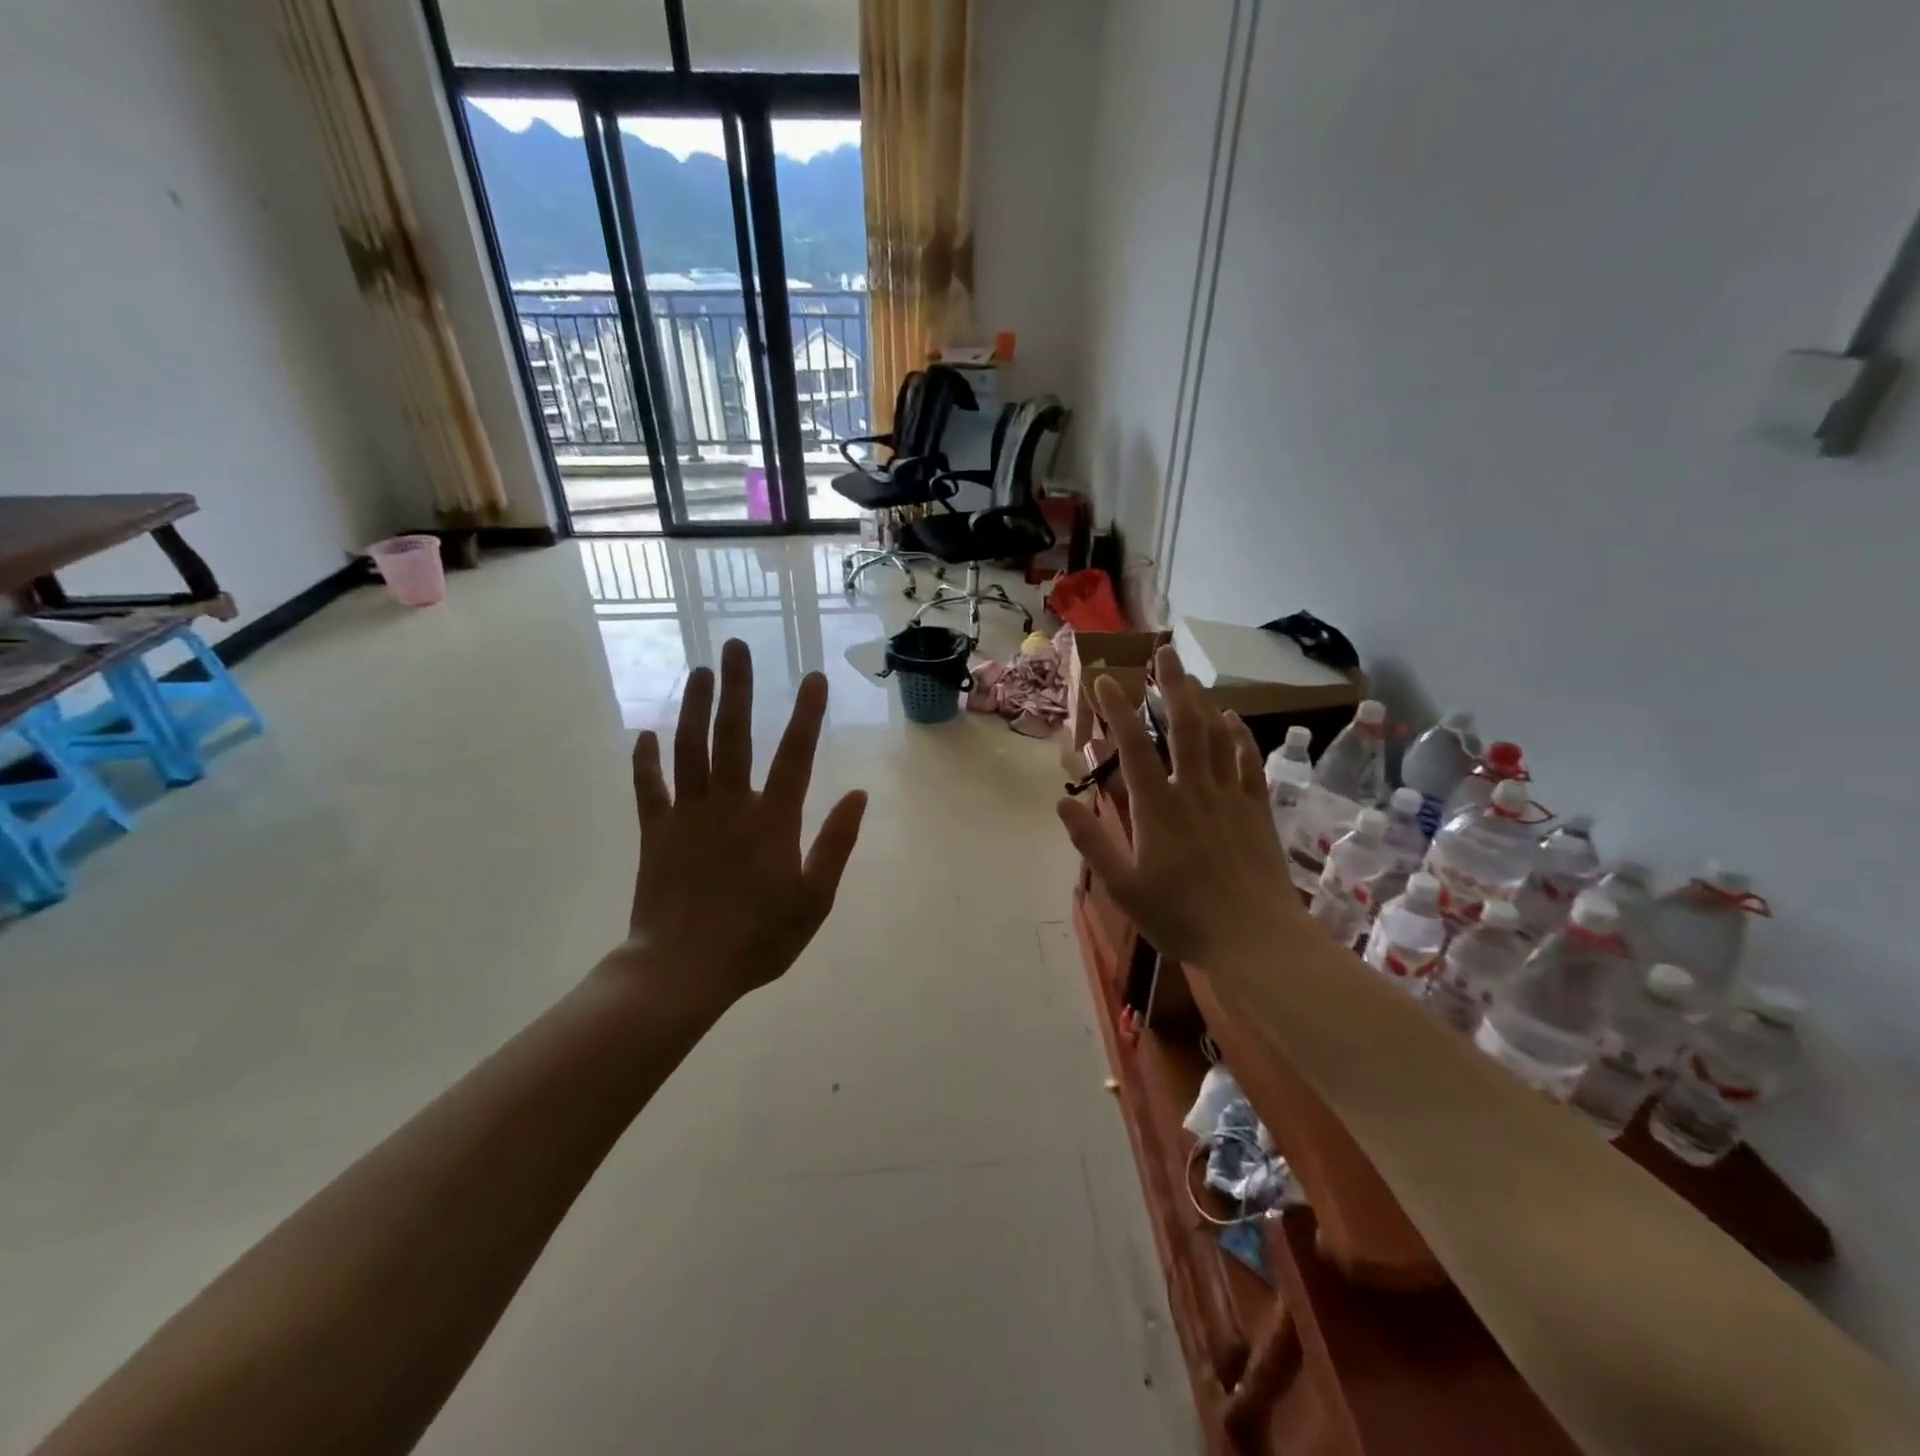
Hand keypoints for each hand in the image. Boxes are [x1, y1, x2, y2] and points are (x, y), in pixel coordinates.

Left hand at [611, 638, 867, 1005]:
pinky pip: (649, 788)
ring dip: (695, 708)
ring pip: (690, 749)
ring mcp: (688, 815)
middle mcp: (730, 805)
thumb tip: (859, 795)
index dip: (807, 714)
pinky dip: (646, 760)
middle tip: (735, 647)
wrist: (681, 970)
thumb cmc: (757, 939)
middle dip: (737, 688)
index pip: (795, 755)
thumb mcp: (814, 900)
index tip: (814, 677)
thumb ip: (836, 844)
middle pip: (734, 736)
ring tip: (700, 670)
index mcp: (772, 821)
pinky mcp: (656, 832)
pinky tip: (646, 734)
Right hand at [1056, 646, 1300, 968]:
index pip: (1132, 747)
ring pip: (1216, 736)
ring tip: (1190, 676)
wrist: (1255, 939)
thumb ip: (1093, 842)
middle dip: (1170, 687)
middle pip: (1183, 726)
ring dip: (1202, 702)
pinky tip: (1233, 719)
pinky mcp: (1257, 809)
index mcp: (1157, 808)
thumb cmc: (1182, 917)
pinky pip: (1248, 761)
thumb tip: (1062, 801)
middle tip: (1164, 653)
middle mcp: (1194, 790)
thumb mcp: (1124, 888)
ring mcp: (1230, 796)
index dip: (1117, 710)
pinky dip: (1239, 735)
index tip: (1104, 679)